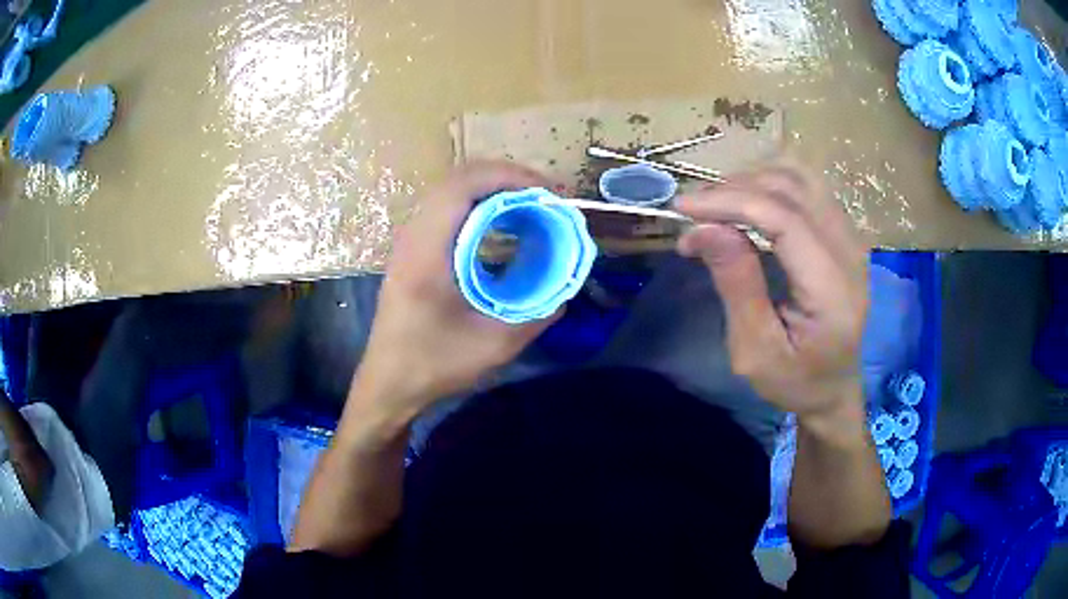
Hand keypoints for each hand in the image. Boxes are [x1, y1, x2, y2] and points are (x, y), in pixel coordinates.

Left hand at [355, 162, 560, 413]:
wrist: (388, 384)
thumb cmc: (433, 366)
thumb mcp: (494, 346)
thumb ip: (536, 315)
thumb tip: (565, 289)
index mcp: (427, 253)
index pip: (464, 186)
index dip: (509, 177)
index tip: (548, 193)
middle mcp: (413, 237)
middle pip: (458, 179)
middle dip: (507, 177)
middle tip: (546, 197)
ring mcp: (409, 242)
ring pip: (451, 191)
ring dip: (493, 188)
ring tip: (531, 204)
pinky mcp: (411, 251)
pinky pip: (446, 209)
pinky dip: (479, 204)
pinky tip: (502, 223)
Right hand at [675, 164, 868, 426]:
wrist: (834, 388)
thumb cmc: (793, 380)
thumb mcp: (755, 351)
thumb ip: (736, 285)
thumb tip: (703, 227)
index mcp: (833, 290)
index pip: (785, 219)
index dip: (732, 202)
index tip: (684, 207)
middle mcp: (850, 254)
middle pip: (792, 190)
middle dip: (735, 189)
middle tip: (693, 211)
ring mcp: (852, 239)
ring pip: (800, 179)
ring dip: (752, 181)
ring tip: (715, 203)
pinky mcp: (846, 234)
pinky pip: (808, 188)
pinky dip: (771, 185)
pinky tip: (747, 200)